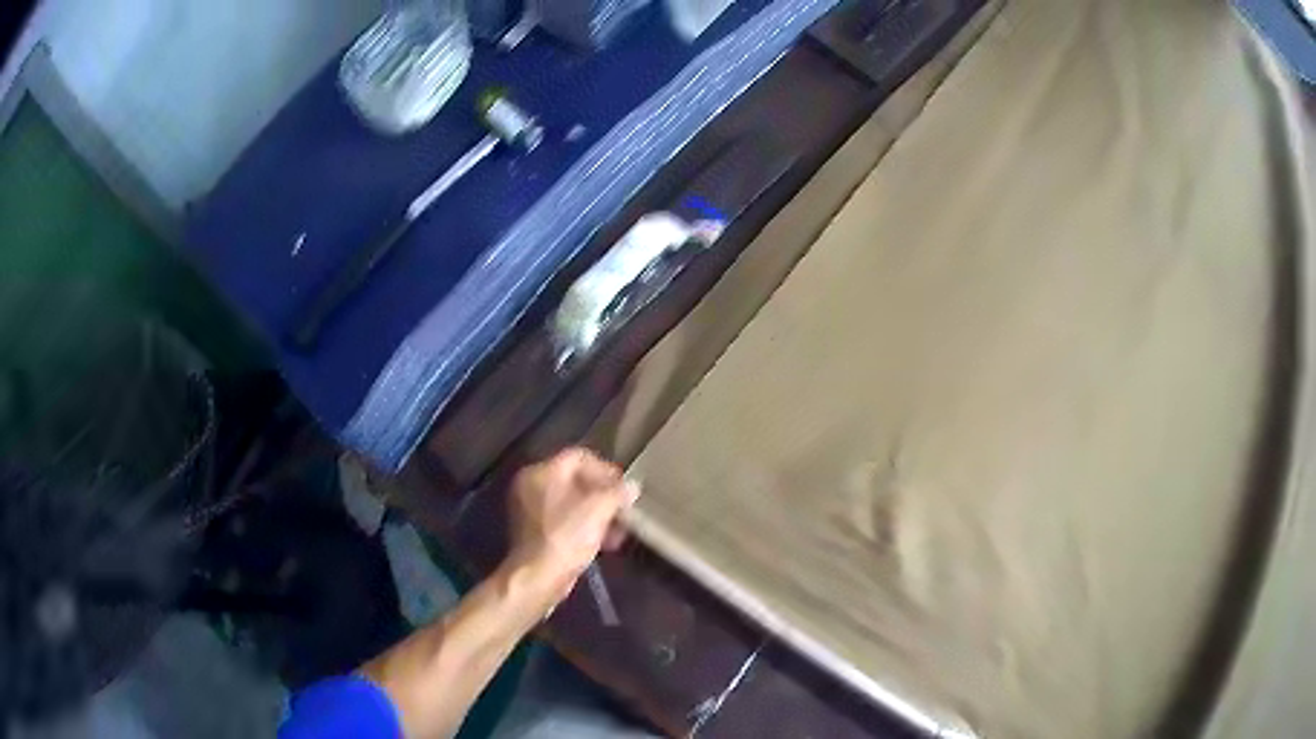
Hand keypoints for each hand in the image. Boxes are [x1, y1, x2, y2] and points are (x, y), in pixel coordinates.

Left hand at [504, 448, 638, 610]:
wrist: (539, 577)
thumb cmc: (566, 537)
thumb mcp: (598, 510)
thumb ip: (617, 493)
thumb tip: (632, 486)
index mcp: (541, 473)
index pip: (578, 457)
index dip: (605, 469)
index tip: (624, 487)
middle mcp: (531, 486)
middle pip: (576, 480)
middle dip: (604, 495)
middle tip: (624, 509)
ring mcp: (531, 510)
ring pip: (572, 503)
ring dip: (599, 513)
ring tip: (619, 530)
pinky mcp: (536, 533)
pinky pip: (565, 521)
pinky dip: (586, 527)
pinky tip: (605, 543)